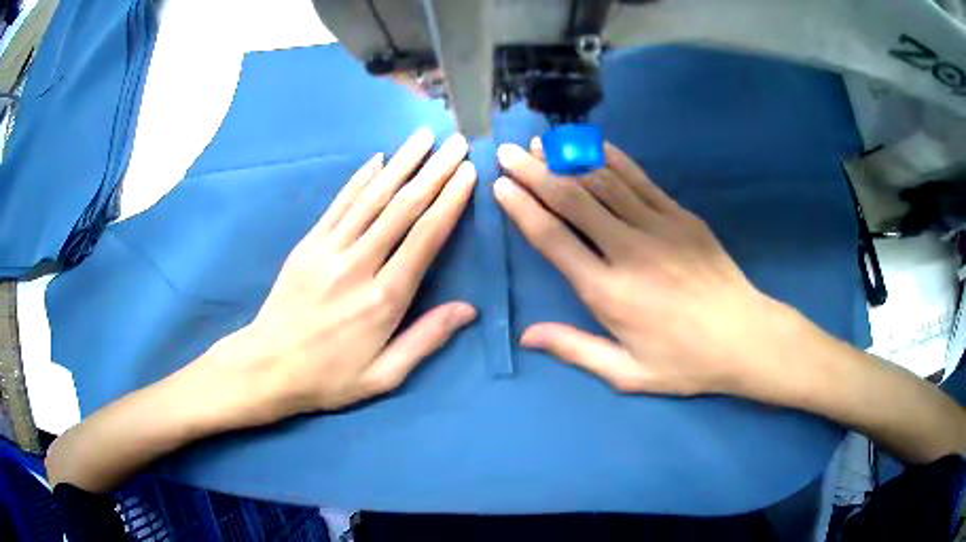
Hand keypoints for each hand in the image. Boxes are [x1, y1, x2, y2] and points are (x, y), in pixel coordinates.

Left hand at [208, 128, 477, 422]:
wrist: (267, 368)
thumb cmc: (329, 378)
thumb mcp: (383, 376)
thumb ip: (426, 339)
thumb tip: (468, 309)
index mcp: (384, 299)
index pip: (425, 237)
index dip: (449, 201)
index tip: (467, 173)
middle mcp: (359, 265)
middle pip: (402, 208)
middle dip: (433, 171)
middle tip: (456, 143)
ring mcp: (329, 250)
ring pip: (372, 197)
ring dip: (401, 163)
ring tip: (423, 137)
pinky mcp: (308, 245)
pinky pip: (339, 204)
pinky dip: (360, 179)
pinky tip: (378, 159)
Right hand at [494, 139, 799, 399]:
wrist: (744, 337)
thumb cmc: (685, 362)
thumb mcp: (628, 373)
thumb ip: (575, 349)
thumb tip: (527, 336)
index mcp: (608, 292)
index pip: (554, 239)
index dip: (524, 209)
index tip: (502, 187)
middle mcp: (628, 250)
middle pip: (573, 200)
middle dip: (535, 173)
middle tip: (509, 153)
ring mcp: (658, 226)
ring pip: (603, 183)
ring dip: (568, 160)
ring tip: (542, 144)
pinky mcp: (681, 216)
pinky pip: (640, 180)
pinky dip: (613, 160)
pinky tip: (593, 146)